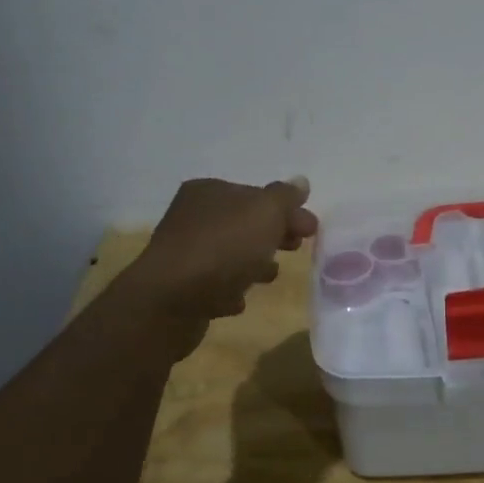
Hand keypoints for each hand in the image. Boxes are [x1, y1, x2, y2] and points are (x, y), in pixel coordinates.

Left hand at [116, 177, 317, 350]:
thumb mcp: (264, 212)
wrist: (171, 300)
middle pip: (244, 223)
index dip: (286, 209)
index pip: (255, 194)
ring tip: (271, 276)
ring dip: (253, 262)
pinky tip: (239, 299)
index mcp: (208, 191)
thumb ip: (285, 197)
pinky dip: (230, 288)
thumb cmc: (223, 247)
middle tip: (297, 248)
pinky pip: (214, 284)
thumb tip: (300, 181)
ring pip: (230, 254)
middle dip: (274, 235)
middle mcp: (192, 217)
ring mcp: (184, 253)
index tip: (312, 229)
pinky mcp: (181, 288)